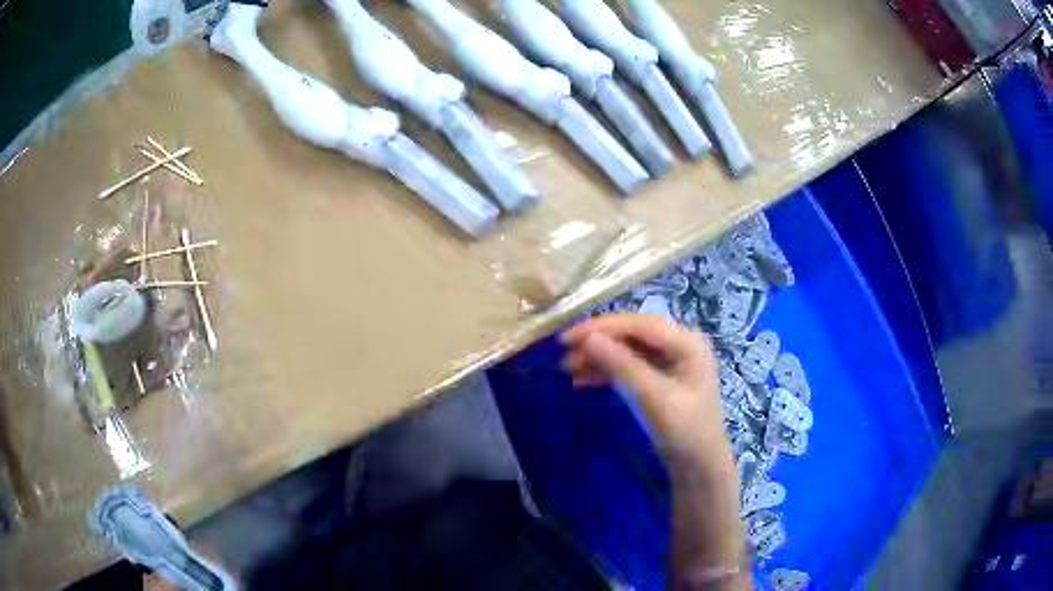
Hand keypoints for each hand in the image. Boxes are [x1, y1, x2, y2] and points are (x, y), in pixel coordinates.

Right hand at [560, 313, 729, 467]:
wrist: (698, 466)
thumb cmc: (684, 431)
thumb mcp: (652, 397)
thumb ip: (621, 365)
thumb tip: (588, 338)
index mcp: (687, 342)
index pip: (639, 324)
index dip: (603, 327)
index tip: (568, 337)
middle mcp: (679, 345)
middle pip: (632, 334)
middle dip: (598, 342)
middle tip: (564, 352)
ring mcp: (669, 362)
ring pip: (627, 350)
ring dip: (598, 358)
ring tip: (567, 369)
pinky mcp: (659, 379)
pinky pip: (629, 367)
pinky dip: (606, 372)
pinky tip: (581, 380)